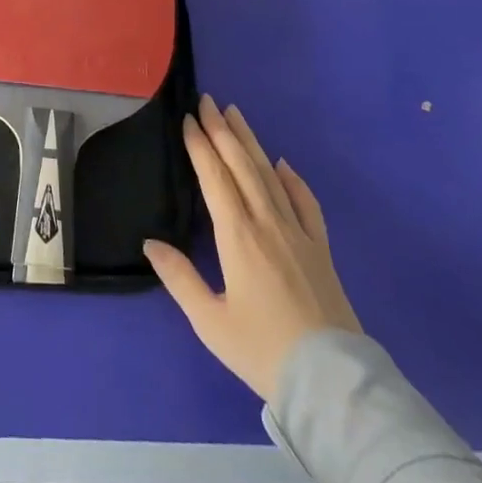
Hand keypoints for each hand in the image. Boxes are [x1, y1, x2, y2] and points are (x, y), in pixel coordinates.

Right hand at [144, 96, 360, 400]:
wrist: (331, 382)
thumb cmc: (262, 350)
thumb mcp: (210, 321)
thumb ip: (179, 278)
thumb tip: (150, 243)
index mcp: (238, 235)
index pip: (215, 177)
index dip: (200, 146)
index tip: (188, 119)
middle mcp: (267, 222)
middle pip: (242, 165)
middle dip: (223, 130)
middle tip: (208, 101)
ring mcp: (298, 233)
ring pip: (270, 175)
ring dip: (251, 142)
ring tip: (237, 115)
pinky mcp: (320, 248)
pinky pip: (306, 203)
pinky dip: (294, 179)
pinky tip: (284, 164)